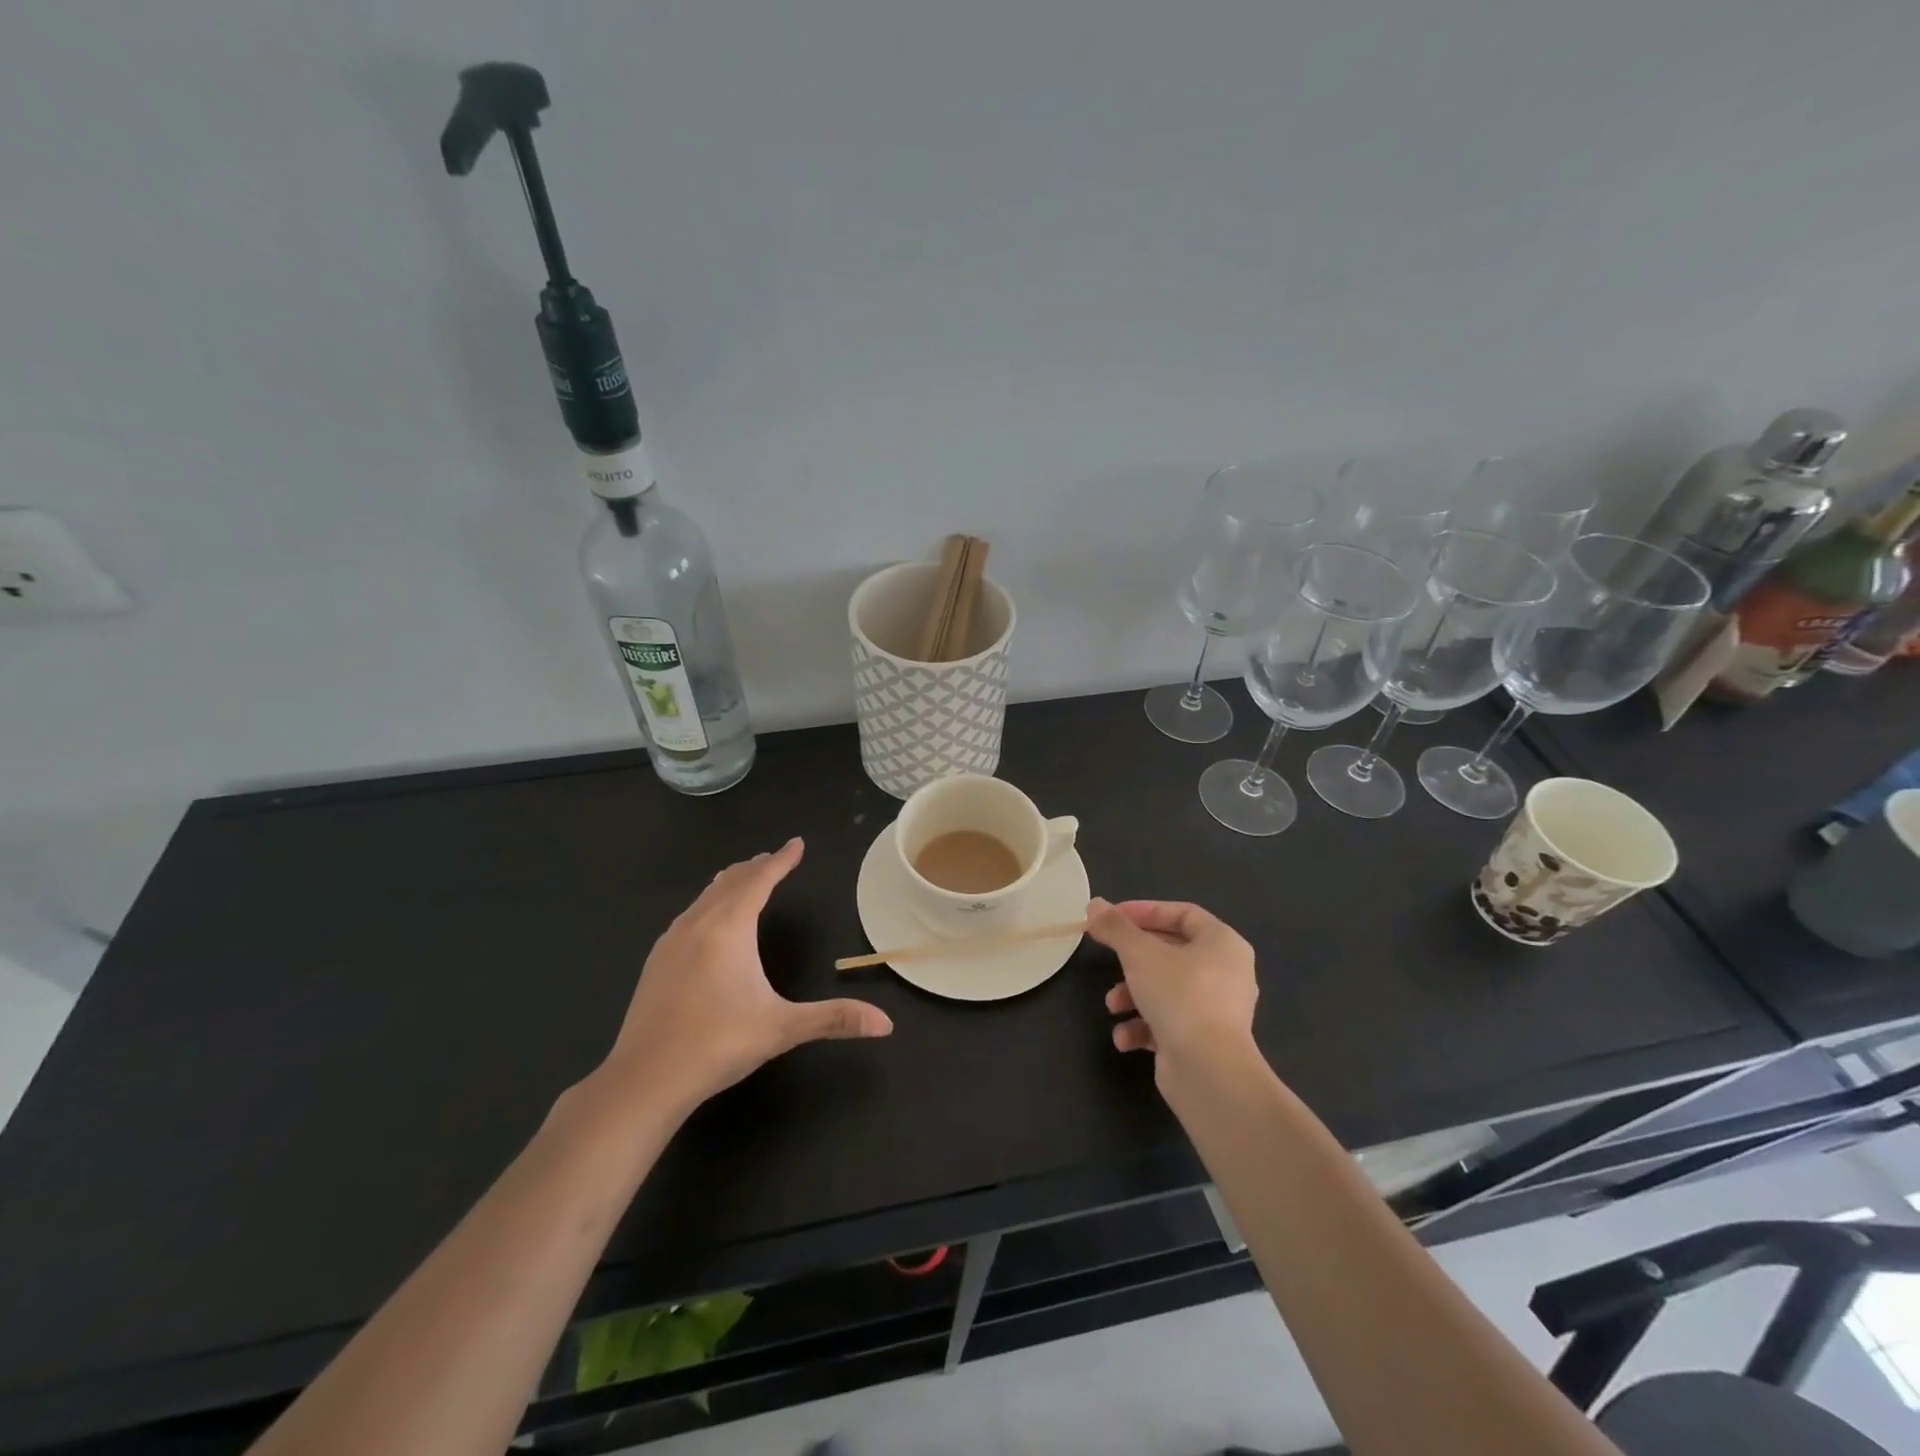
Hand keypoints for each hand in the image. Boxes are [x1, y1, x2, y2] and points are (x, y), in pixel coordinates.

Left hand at [594, 838, 892, 1115]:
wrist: (643, 1079)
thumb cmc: (717, 1045)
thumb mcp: (782, 1029)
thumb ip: (834, 1019)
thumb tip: (886, 1024)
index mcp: (729, 929)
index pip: (760, 881)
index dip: (782, 860)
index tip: (797, 843)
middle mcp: (698, 924)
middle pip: (730, 881)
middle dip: (756, 867)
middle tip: (776, 858)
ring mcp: (671, 941)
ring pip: (705, 896)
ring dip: (730, 882)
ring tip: (745, 878)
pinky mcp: (656, 961)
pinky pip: (689, 914)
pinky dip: (708, 903)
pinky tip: (708, 922)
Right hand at [1088, 897, 1257, 1073]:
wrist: (1209, 1072)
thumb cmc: (1179, 996)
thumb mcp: (1139, 953)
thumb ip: (1115, 927)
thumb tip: (1094, 904)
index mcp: (1222, 943)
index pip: (1182, 913)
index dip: (1145, 911)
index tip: (1111, 917)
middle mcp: (1226, 973)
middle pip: (1171, 952)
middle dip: (1133, 958)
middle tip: (1106, 956)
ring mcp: (1217, 1010)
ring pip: (1166, 989)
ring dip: (1133, 994)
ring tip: (1112, 1005)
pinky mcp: (1204, 1041)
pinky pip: (1169, 1022)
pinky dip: (1144, 1026)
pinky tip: (1125, 1038)